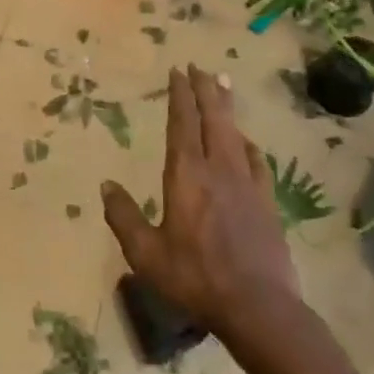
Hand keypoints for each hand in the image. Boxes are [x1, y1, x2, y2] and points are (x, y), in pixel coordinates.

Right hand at [101, 65, 299, 333]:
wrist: (259, 308)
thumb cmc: (194, 277)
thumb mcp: (145, 253)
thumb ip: (123, 216)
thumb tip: (106, 184)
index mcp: (186, 175)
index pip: (182, 123)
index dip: (179, 95)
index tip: (178, 71)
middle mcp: (218, 169)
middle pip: (212, 118)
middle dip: (205, 89)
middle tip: (200, 66)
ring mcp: (247, 184)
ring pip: (235, 133)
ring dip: (227, 107)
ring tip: (223, 86)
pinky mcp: (267, 202)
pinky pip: (256, 161)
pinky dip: (248, 144)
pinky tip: (246, 142)